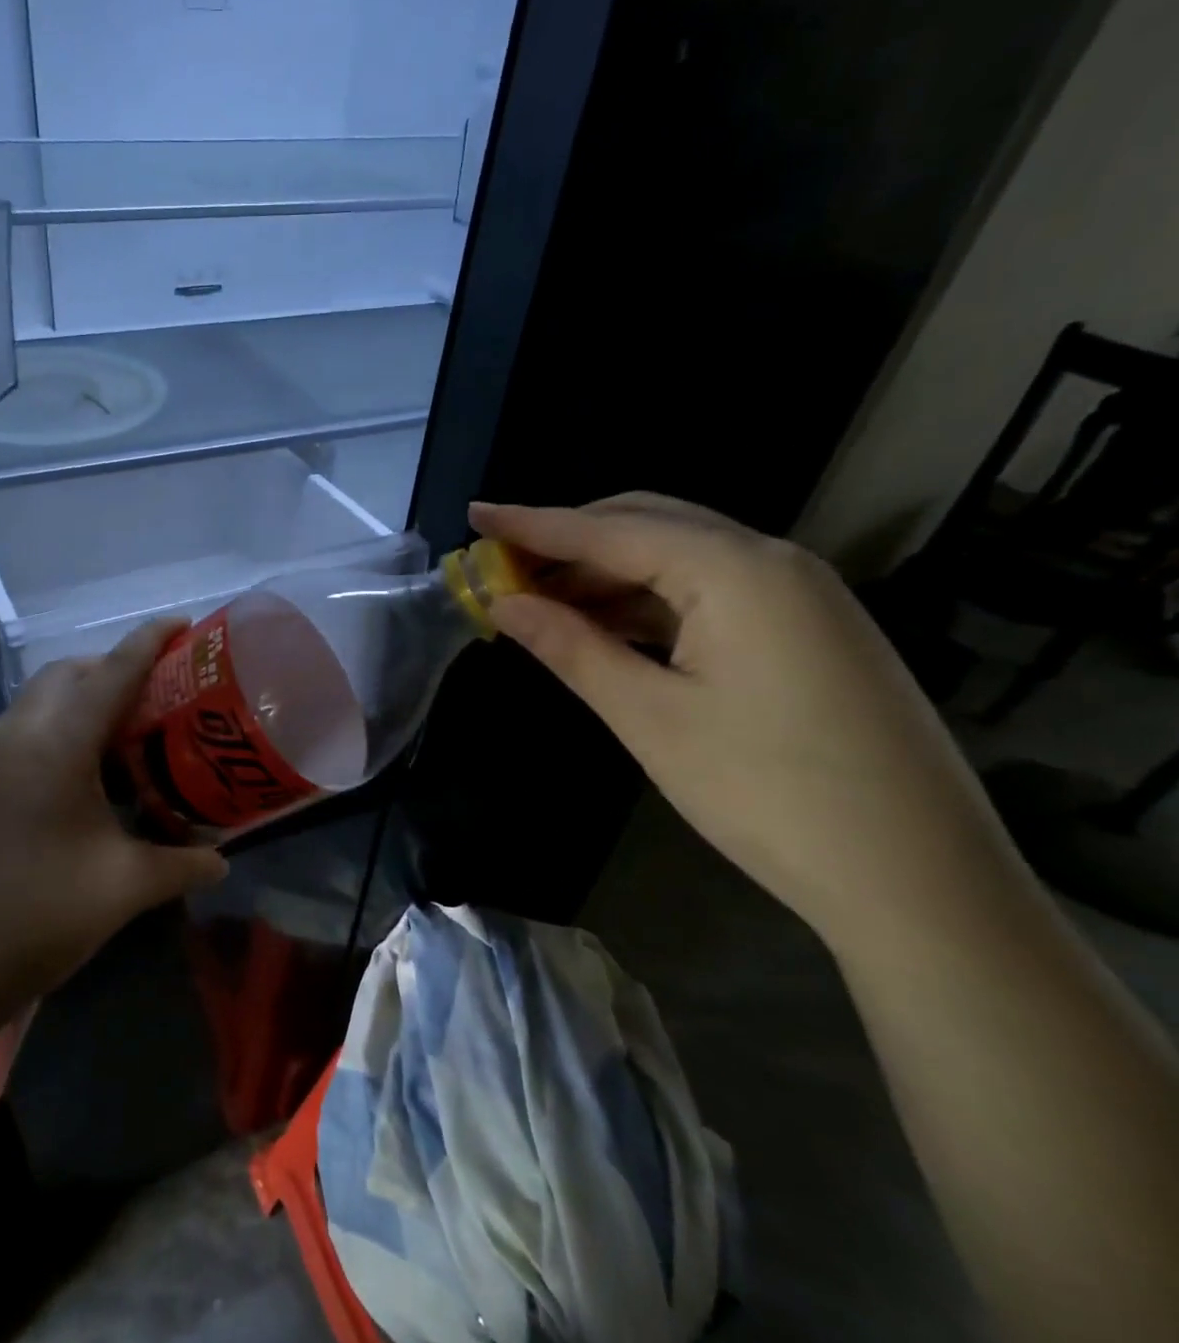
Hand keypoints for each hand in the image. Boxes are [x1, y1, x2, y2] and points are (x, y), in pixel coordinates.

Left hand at [0, 621, 227, 1030]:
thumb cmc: (35, 920)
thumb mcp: (121, 890)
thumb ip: (178, 866)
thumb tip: (222, 861)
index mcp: (55, 748)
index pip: (112, 674)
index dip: (148, 642)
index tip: (179, 623)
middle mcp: (9, 738)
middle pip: (63, 676)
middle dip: (107, 670)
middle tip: (147, 698)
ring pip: (29, 707)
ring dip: (70, 708)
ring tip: (108, 748)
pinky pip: (5, 743)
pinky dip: (41, 742)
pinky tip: (56, 795)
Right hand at [471, 494, 1022, 949]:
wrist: (920, 881)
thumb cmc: (767, 792)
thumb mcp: (650, 716)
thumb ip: (570, 647)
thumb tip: (502, 603)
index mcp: (736, 570)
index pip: (609, 531)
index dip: (533, 523)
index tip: (475, 514)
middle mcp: (773, 562)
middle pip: (648, 525)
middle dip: (569, 541)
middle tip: (503, 567)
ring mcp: (798, 595)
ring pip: (679, 558)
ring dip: (605, 573)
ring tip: (539, 601)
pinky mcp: (806, 631)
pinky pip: (709, 592)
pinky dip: (647, 601)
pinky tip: (605, 626)